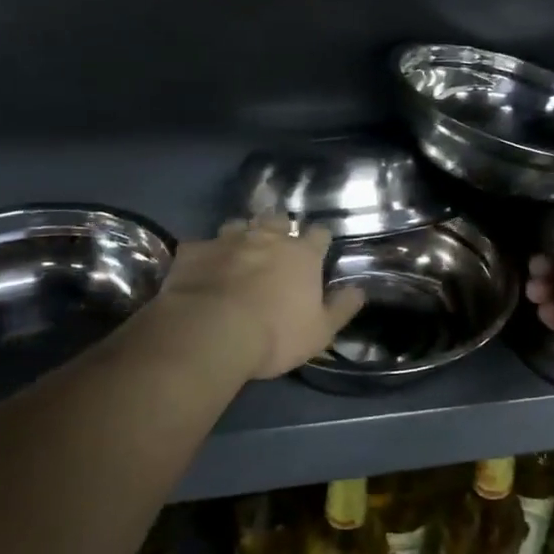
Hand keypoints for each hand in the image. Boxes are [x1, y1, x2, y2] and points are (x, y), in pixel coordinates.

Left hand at [157, 216, 364, 379]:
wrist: (210, 333)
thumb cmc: (275, 335)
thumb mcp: (321, 332)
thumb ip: (342, 308)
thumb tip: (360, 289)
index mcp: (302, 254)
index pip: (319, 234)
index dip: (320, 240)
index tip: (318, 249)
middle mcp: (267, 238)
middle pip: (278, 219)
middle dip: (279, 228)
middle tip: (277, 245)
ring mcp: (228, 240)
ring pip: (239, 224)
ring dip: (243, 234)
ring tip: (240, 250)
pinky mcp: (194, 250)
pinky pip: (201, 244)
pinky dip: (205, 253)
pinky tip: (203, 266)